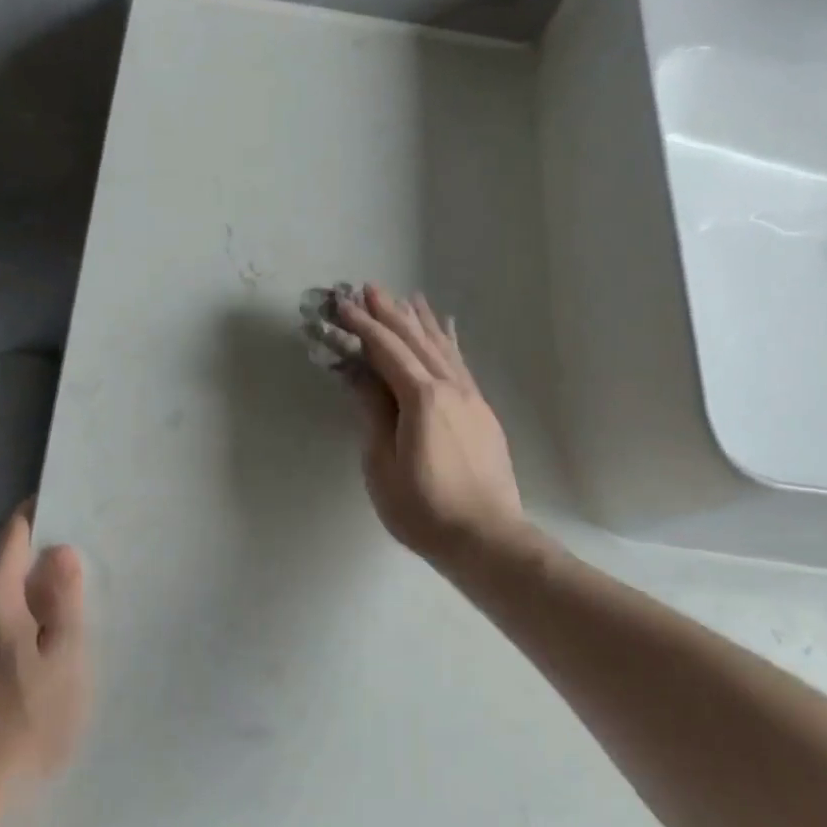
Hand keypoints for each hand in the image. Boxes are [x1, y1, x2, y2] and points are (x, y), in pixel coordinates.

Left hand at [0, 502, 88, 785]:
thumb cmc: (31, 716)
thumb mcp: (65, 656)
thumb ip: (64, 600)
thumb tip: (60, 551)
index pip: (11, 542)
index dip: (31, 518)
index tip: (49, 504)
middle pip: (1, 576)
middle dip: (31, 568)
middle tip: (68, 574)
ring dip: (19, 603)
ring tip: (52, 618)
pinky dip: (5, 631)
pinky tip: (24, 658)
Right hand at [335, 284, 525, 564]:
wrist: (485, 538)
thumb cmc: (423, 509)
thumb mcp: (382, 465)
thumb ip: (373, 414)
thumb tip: (360, 376)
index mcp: (421, 399)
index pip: (387, 351)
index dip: (363, 326)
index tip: (341, 305)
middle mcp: (450, 388)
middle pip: (415, 340)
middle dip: (390, 313)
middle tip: (368, 288)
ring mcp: (471, 398)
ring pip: (442, 347)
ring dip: (420, 321)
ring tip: (406, 297)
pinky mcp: (482, 412)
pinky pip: (460, 364)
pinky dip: (448, 342)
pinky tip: (446, 330)